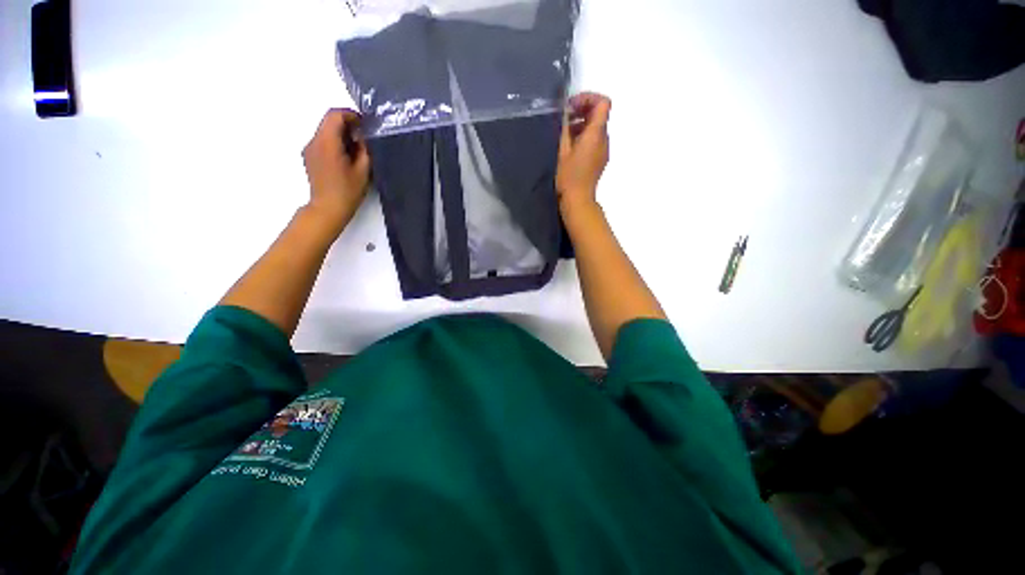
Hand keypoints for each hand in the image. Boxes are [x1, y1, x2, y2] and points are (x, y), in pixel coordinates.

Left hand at [302, 109, 370, 233]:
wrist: (327, 209)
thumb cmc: (347, 192)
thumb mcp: (363, 171)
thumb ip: (363, 150)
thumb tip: (361, 138)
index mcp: (327, 143)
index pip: (335, 115)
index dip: (351, 115)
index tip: (364, 124)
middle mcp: (314, 141)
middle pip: (328, 121)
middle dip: (347, 124)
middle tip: (364, 137)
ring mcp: (309, 149)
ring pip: (325, 131)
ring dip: (341, 134)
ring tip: (357, 149)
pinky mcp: (309, 157)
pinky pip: (322, 141)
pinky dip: (335, 142)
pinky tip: (346, 158)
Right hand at [556, 92, 610, 216]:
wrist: (578, 199)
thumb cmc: (569, 176)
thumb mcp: (563, 151)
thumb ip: (566, 129)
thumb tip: (567, 114)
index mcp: (595, 134)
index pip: (603, 103)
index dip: (588, 98)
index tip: (572, 106)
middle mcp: (604, 139)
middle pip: (600, 113)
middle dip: (583, 109)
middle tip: (566, 117)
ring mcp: (604, 149)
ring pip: (597, 127)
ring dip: (583, 123)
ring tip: (566, 133)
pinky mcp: (600, 158)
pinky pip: (596, 140)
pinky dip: (585, 135)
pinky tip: (571, 146)